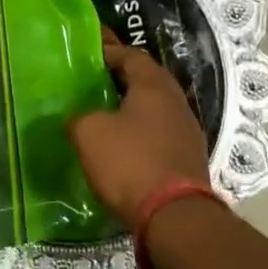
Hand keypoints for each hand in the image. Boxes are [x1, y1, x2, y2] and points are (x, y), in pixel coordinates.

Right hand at [69, 36, 210, 231]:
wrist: (175, 217)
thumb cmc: (130, 162)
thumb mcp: (89, 132)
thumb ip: (79, 117)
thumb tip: (79, 119)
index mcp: (154, 86)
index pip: (132, 56)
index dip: (109, 51)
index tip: (89, 54)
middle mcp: (176, 103)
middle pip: (146, 81)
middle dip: (120, 80)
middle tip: (93, 82)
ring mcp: (187, 133)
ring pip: (154, 110)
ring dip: (131, 109)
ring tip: (104, 115)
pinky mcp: (188, 161)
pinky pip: (159, 136)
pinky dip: (140, 135)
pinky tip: (122, 146)